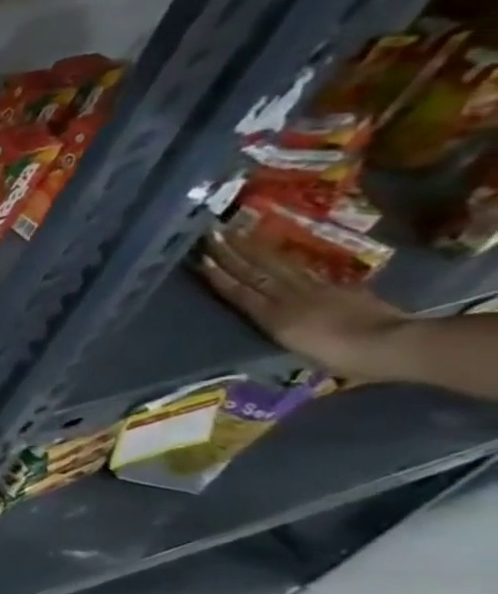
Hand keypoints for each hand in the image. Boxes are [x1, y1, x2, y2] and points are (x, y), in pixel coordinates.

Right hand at [199, 231, 410, 379]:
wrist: (393, 344)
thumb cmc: (343, 359)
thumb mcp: (301, 352)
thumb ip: (283, 332)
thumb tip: (270, 321)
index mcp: (275, 318)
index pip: (240, 292)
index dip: (220, 276)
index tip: (200, 258)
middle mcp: (289, 298)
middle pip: (255, 273)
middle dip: (231, 254)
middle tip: (212, 234)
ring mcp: (315, 289)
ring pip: (276, 266)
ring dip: (253, 249)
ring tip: (236, 234)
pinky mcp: (337, 287)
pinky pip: (302, 269)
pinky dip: (284, 259)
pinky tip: (275, 252)